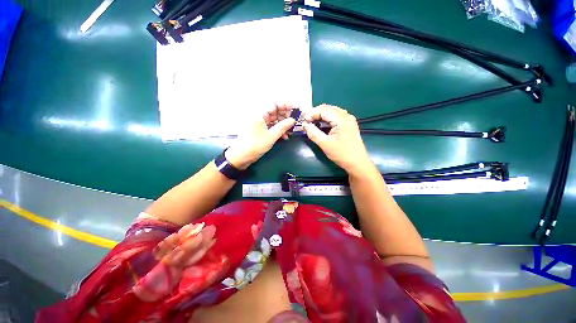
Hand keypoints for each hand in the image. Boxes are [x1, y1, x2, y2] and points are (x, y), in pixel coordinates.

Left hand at [225, 104, 296, 169]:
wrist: (242, 155)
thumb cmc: (256, 145)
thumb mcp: (272, 136)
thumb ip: (283, 126)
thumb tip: (293, 120)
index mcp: (260, 113)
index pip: (275, 103)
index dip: (286, 105)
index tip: (295, 108)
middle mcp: (259, 115)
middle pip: (275, 111)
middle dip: (285, 116)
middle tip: (294, 121)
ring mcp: (259, 122)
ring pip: (274, 119)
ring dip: (283, 124)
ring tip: (290, 131)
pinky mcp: (260, 128)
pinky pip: (271, 125)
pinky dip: (277, 129)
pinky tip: (284, 136)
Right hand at [303, 104, 372, 174]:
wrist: (357, 163)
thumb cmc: (341, 154)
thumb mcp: (324, 144)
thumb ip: (313, 133)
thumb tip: (304, 124)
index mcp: (341, 119)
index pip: (323, 110)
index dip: (311, 114)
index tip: (303, 122)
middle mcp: (346, 115)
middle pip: (328, 108)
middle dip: (315, 113)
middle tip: (306, 122)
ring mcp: (349, 119)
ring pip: (331, 112)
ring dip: (321, 116)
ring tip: (312, 123)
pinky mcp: (349, 124)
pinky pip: (336, 117)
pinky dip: (327, 119)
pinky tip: (322, 125)